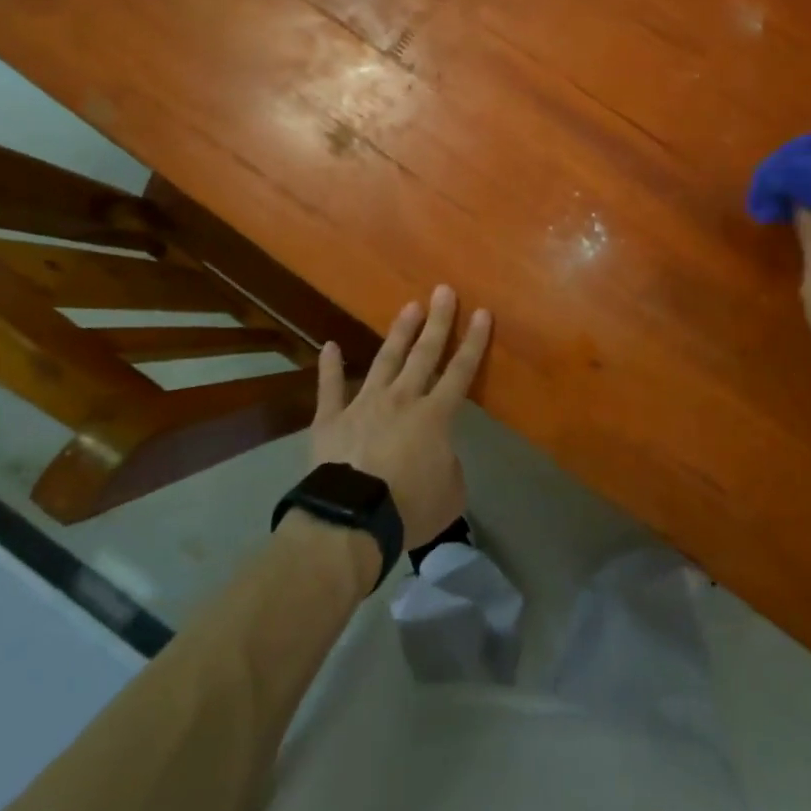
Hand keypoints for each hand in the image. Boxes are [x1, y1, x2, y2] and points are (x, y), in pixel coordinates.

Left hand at [308, 285, 491, 546]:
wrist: (351, 519)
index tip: (482, 312)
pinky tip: (329, 345)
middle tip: (443, 290)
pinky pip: (330, 388)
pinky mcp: (330, 419)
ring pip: (385, 360)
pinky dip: (328, 367)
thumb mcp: (451, 494)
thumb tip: (440, 454)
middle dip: (437, 321)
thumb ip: (450, 466)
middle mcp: (402, 400)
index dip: (474, 342)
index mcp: (434, 416)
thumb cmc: (409, 508)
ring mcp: (363, 404)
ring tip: (409, 307)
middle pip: (424, 354)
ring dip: (399, 333)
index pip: (460, 372)